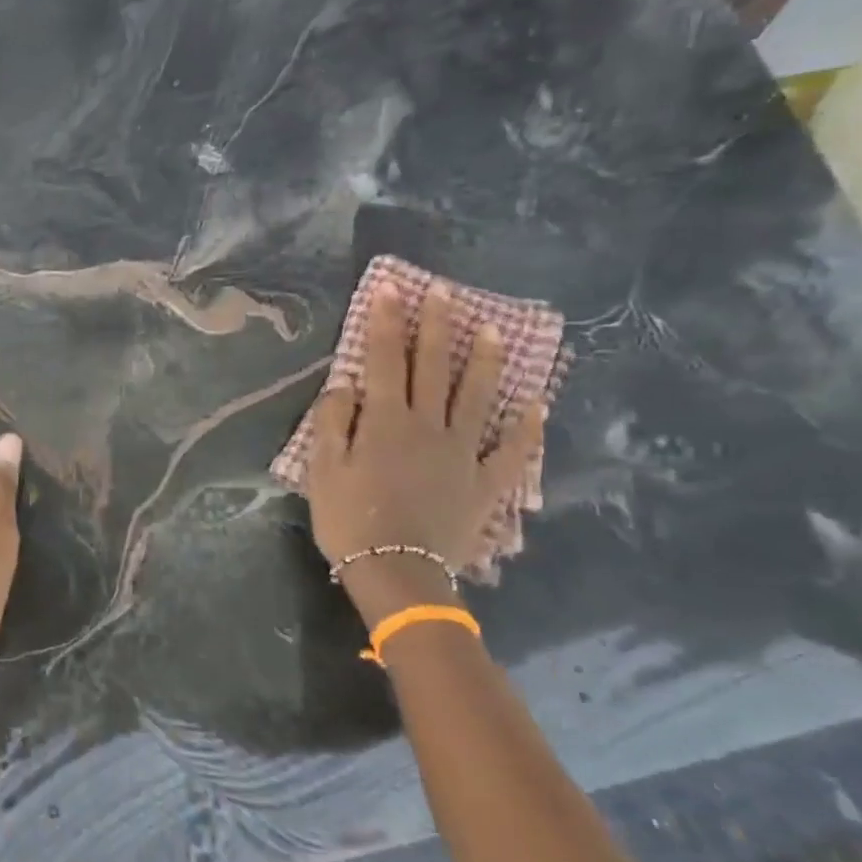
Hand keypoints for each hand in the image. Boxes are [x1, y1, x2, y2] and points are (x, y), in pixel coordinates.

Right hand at [306, 281, 543, 617]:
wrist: (396, 573)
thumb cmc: (351, 520)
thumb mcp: (324, 470)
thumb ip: (333, 422)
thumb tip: (345, 384)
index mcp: (386, 422)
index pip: (386, 360)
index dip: (387, 323)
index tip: (392, 289)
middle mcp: (428, 426)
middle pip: (433, 368)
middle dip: (437, 327)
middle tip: (444, 292)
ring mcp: (463, 453)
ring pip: (477, 398)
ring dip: (485, 361)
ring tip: (493, 329)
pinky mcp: (485, 483)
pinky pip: (511, 450)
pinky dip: (526, 427)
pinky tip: (537, 404)